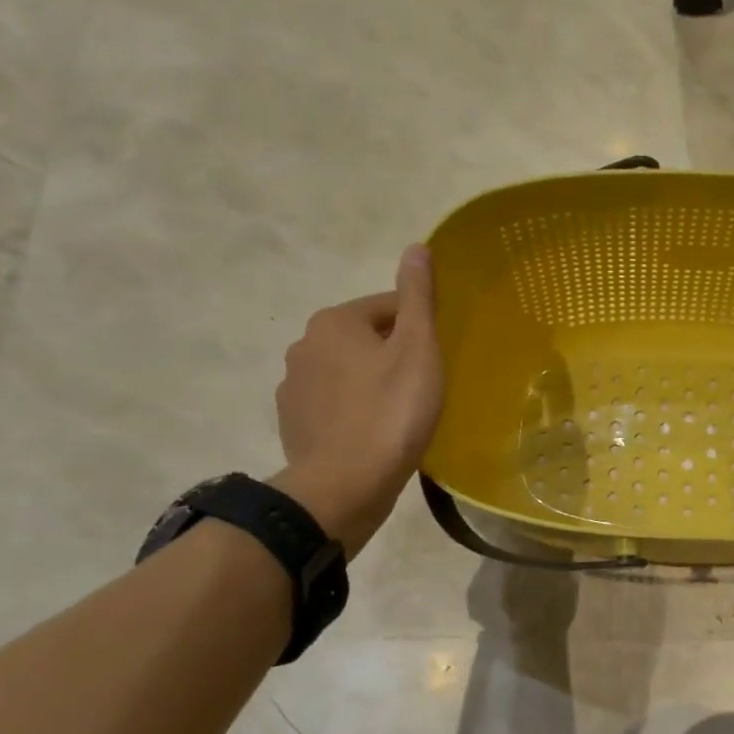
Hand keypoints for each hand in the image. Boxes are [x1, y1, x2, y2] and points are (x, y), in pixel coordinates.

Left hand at [273, 245, 443, 542]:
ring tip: (401, 414)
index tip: (438, 359)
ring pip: (348, 372)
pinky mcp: (294, 423)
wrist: (344, 486)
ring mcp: (294, 387)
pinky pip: (334, 404)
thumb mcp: (417, 348)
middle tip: (424, 388)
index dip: (420, 329)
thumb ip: (418, 297)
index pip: (389, 308)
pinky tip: (375, 433)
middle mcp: (304, 345)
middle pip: (366, 339)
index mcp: (335, 321)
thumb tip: (417, 247)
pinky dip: (355, 411)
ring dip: (373, 383)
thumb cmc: (391, 412)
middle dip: (394, 356)